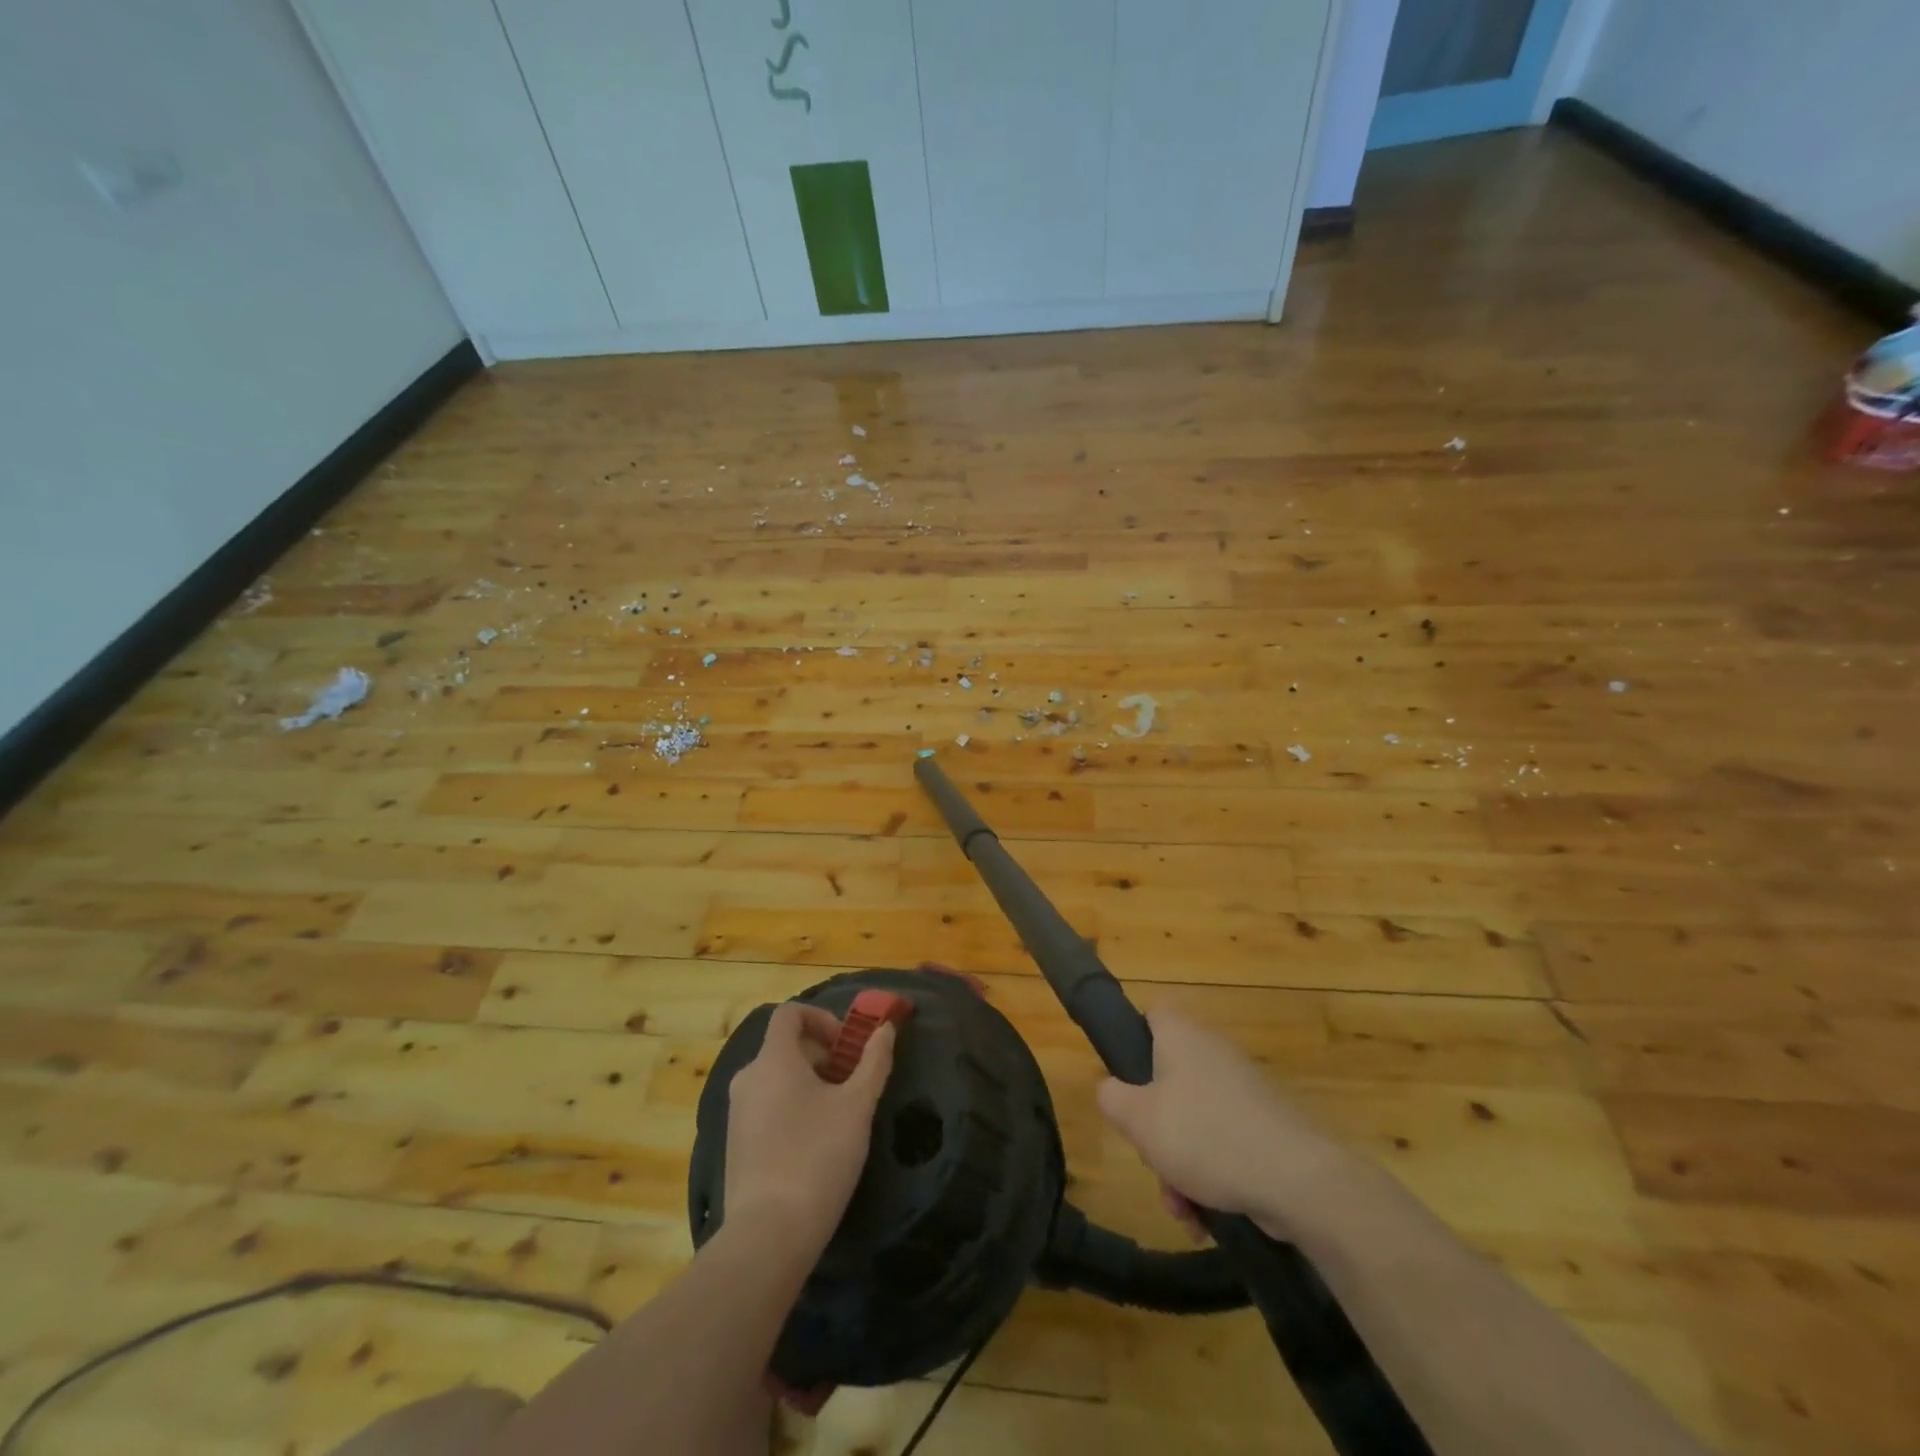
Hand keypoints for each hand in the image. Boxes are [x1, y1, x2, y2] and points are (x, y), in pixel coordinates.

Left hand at [723, 1002, 894, 1255]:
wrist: (768, 1235)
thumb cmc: (817, 1157)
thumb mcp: (857, 1106)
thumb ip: (874, 1061)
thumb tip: (885, 1029)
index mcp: (773, 1060)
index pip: (790, 1013)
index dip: (821, 1018)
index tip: (846, 1045)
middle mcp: (748, 1078)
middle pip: (785, 1046)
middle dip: (822, 1055)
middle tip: (851, 1083)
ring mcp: (737, 1113)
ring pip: (776, 1078)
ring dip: (809, 1082)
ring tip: (837, 1115)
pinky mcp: (735, 1144)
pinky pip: (766, 1106)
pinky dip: (791, 1107)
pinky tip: (814, 1143)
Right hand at [1096, 1007, 1347, 1239]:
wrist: (1299, 1180)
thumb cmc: (1205, 1136)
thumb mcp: (1138, 1119)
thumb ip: (1111, 1097)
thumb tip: (1111, 1090)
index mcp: (1182, 1036)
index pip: (1152, 1014)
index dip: (1133, 1040)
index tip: (1125, 1081)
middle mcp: (1214, 1052)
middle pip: (1168, 1081)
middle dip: (1155, 1130)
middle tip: (1152, 1162)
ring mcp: (1244, 1089)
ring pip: (1195, 1120)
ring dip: (1180, 1165)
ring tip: (1182, 1209)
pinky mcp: (1267, 1125)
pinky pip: (1225, 1143)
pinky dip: (1212, 1176)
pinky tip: (1207, 1218)